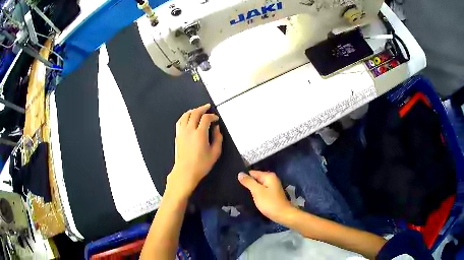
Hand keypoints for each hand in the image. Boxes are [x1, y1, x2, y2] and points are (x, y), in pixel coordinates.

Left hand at [166, 104, 222, 199]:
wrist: (185, 172)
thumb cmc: (201, 164)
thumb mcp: (215, 153)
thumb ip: (218, 138)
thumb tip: (216, 129)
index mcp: (200, 133)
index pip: (206, 118)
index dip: (212, 116)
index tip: (216, 119)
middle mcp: (190, 130)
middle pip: (195, 113)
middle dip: (202, 108)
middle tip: (208, 107)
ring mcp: (182, 132)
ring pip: (186, 115)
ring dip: (193, 110)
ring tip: (198, 110)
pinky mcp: (177, 135)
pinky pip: (180, 121)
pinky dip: (185, 116)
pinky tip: (188, 117)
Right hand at [238, 171, 293, 224]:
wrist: (282, 214)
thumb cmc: (269, 202)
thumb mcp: (257, 191)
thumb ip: (249, 182)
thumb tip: (240, 173)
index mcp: (269, 176)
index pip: (252, 172)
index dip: (245, 177)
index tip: (236, 183)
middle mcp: (272, 179)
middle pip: (256, 178)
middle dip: (248, 183)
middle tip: (237, 188)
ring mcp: (272, 187)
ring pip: (258, 185)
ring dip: (252, 189)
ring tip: (241, 193)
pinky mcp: (272, 194)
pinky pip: (262, 190)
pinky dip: (257, 193)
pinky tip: (251, 197)